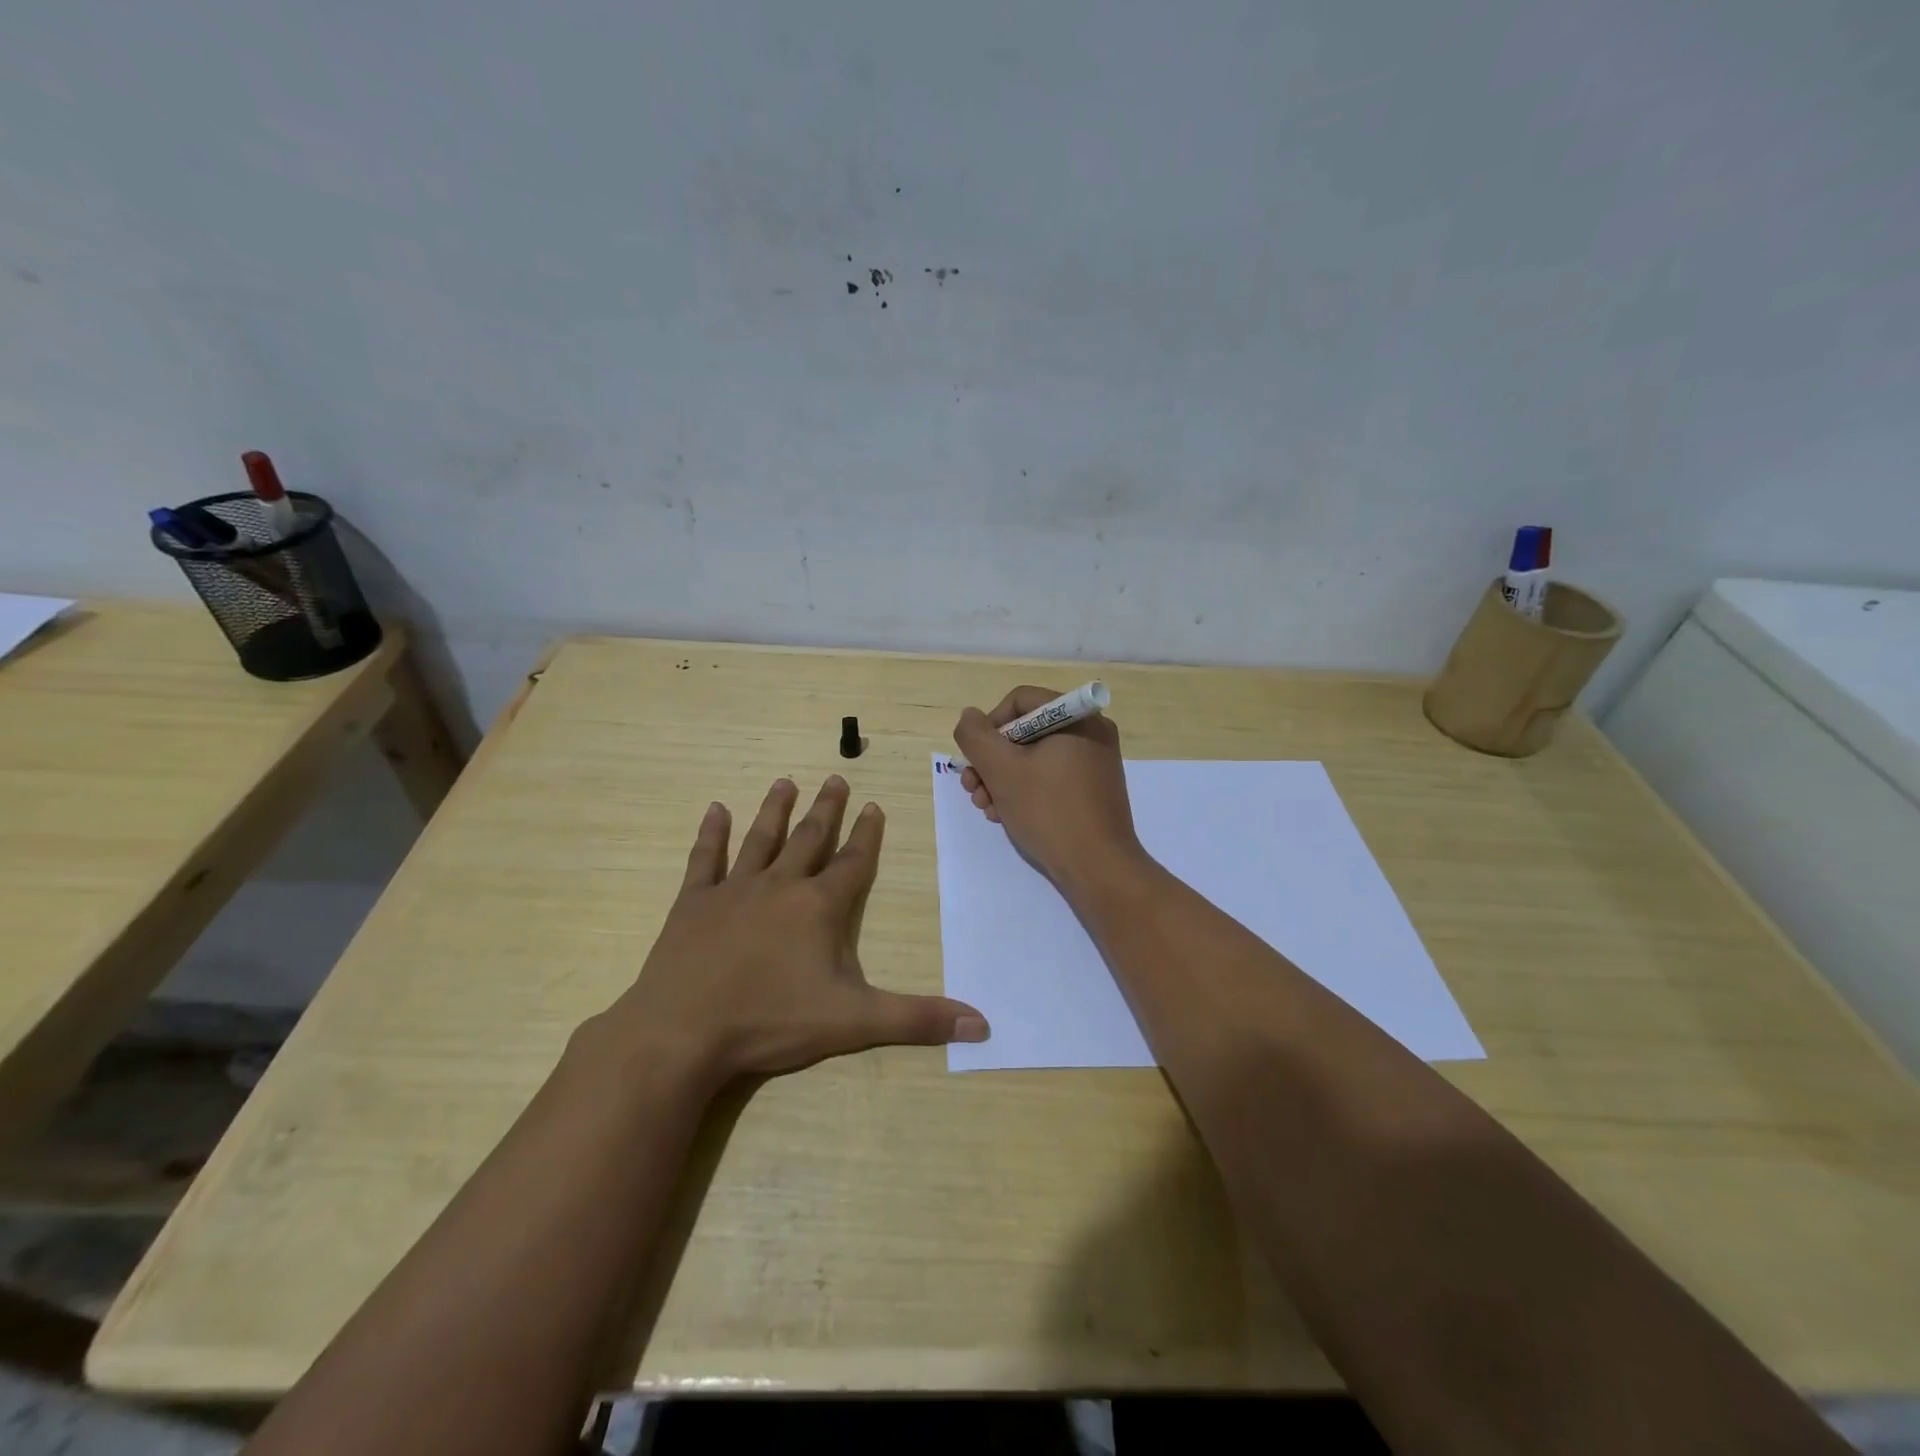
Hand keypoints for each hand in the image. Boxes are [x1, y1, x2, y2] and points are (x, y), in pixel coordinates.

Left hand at [604, 776, 987, 1092]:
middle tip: (835, 778)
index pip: (852, 862)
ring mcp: (733, 890)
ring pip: (760, 839)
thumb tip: (982, 1023)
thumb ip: (917, 1019)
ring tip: (785, 781)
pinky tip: (715, 809)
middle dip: (826, 809)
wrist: (684, 1031)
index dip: (867, 834)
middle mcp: (780, 886)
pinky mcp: (693, 903)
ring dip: (775, 810)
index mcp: (819, 907)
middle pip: (809, 839)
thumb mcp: (853, 1022)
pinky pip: (705, 859)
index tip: (874, 804)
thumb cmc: (771, 1021)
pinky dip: (711, 834)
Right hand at [953, 685, 1145, 892]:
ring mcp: (1095, 762)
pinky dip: (1025, 791)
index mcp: (1077, 717)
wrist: (1098, 868)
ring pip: (1034, 758)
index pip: (1019, 701)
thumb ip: (976, 736)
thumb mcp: (1001, 770)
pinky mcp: (1093, 790)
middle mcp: (1091, 732)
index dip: (989, 726)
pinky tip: (1007, 815)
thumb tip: (970, 717)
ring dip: (1002, 779)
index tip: (977, 759)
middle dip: (992, 761)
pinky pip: (1051, 777)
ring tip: (987, 808)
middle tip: (973, 789)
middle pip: (1025, 731)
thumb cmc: (1049, 811)